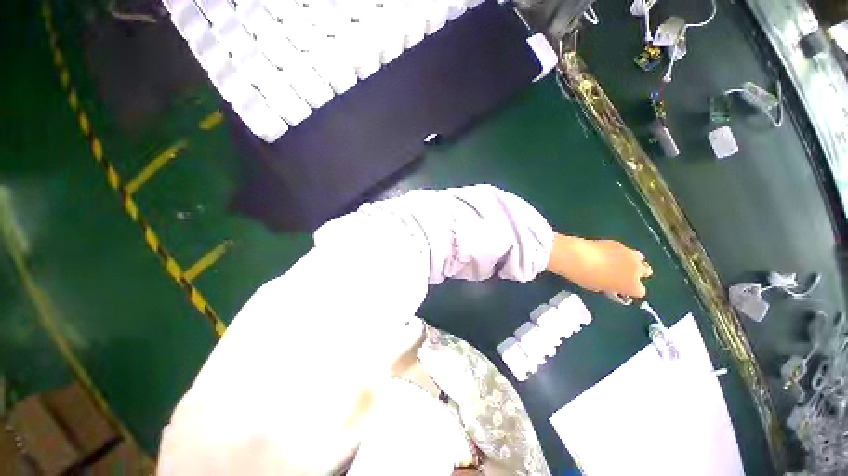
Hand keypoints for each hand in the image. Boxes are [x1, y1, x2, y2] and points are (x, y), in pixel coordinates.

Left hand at [547, 234, 652, 298]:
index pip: (639, 291)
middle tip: (622, 275)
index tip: (620, 288)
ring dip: (632, 261)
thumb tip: (611, 286)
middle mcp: (636, 270)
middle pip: (645, 272)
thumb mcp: (598, 288)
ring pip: (639, 258)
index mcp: (632, 285)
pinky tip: (607, 253)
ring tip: (618, 262)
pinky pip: (625, 249)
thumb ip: (610, 288)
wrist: (577, 257)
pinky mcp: (619, 244)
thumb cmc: (585, 277)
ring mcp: (630, 254)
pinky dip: (620, 252)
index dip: (629, 290)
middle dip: (636, 274)